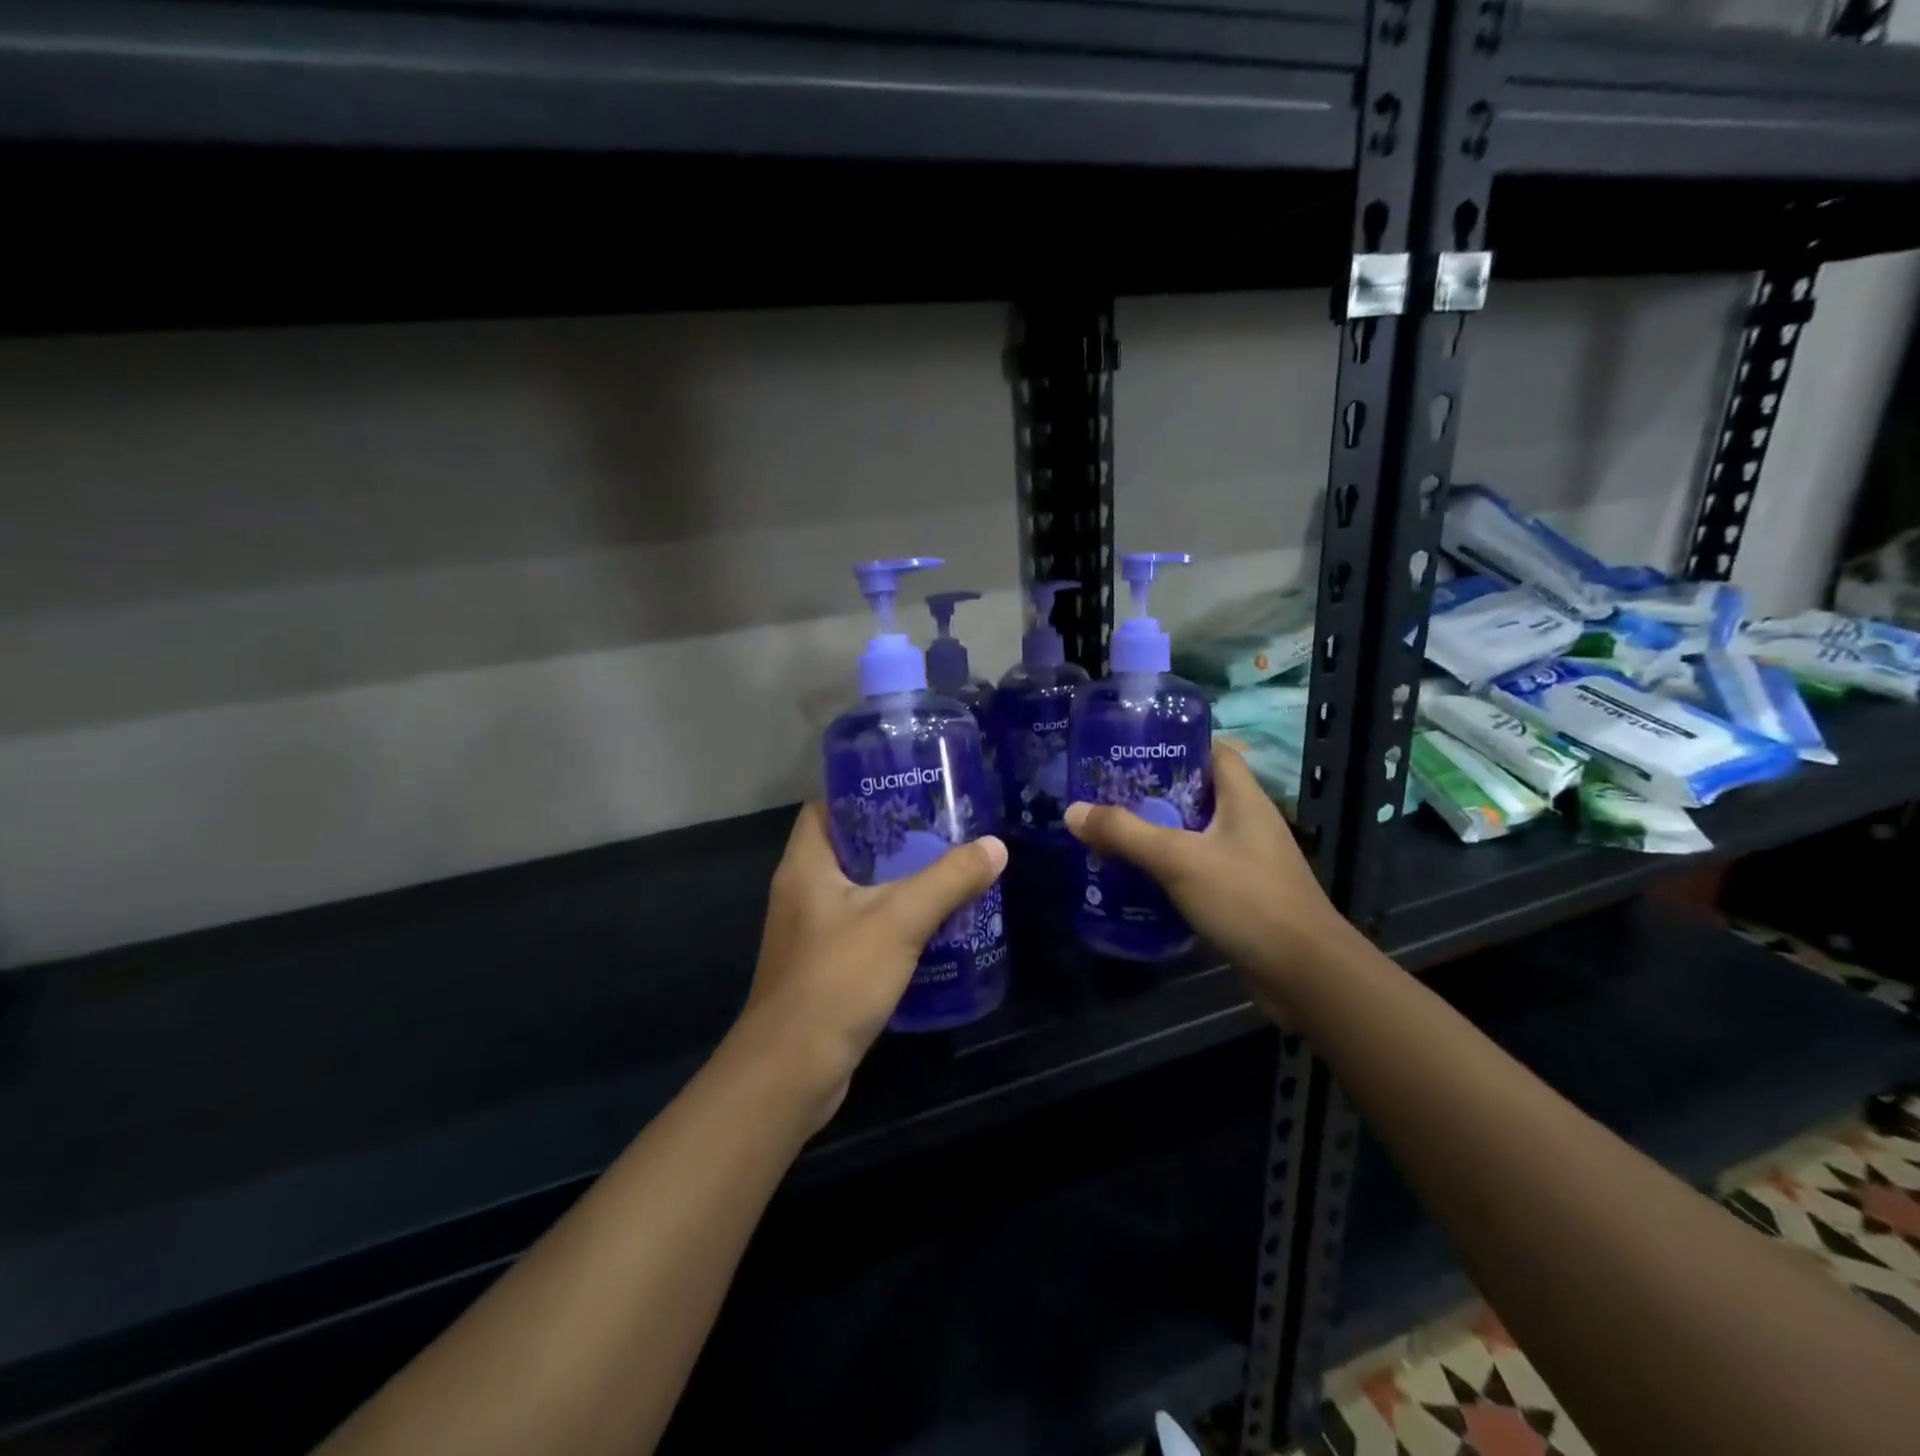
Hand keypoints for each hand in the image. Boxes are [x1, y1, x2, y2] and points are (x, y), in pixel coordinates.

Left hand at [736, 803, 1007, 1126]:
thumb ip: (948, 880)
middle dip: (896, 839)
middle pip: (851, 849)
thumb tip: (994, 846)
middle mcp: (802, 892)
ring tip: (948, 871)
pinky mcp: (825, 968)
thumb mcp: (899, 921)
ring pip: (859, 891)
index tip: (910, 790)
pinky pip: (863, 928)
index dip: (864, 793)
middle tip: (945, 831)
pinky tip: (933, 926)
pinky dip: (894, 922)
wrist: (791, 1072)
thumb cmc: (837, 979)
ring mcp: (811, 933)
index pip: (827, 808)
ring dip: (899, 882)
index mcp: (805, 865)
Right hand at [1063, 742, 1356, 1016]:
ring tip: (1112, 834)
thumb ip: (1125, 833)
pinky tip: (1136, 879)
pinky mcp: (1242, 895)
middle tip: (1108, 794)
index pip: (1214, 751)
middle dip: (1154, 792)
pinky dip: (1169, 869)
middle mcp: (1248, 823)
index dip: (1177, 744)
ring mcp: (1247, 861)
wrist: (1304, 974)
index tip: (1134, 749)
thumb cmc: (1247, 899)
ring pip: (1195, 834)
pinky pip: (1198, 869)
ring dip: (1158, 834)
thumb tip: (1073, 811)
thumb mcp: (1178, 859)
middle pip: (1197, 793)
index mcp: (1244, 799)